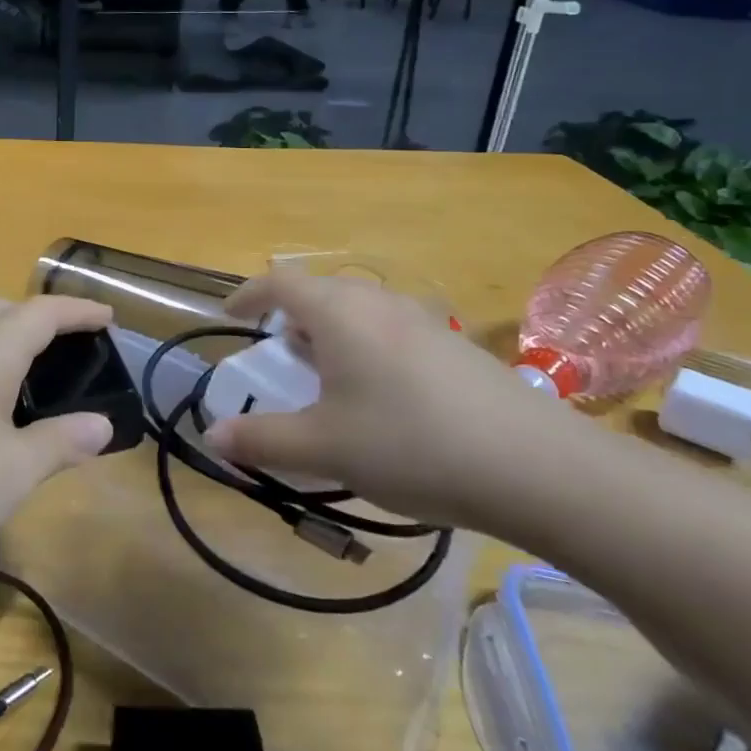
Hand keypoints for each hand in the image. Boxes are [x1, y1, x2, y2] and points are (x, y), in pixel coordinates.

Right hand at [203, 272, 567, 525]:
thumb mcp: (323, 448)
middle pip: (321, 293)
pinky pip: (392, 331)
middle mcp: (379, 303)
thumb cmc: (410, 444)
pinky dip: (367, 349)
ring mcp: (423, 321)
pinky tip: (383, 399)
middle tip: (279, 354)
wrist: (538, 468)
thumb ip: (261, 439)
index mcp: (339, 312)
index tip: (229, 315)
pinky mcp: (456, 347)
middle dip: (291, 318)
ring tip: (326, 377)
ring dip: (331, 334)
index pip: (280, 282)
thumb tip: (212, 436)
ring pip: (360, 312)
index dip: (248, 294)